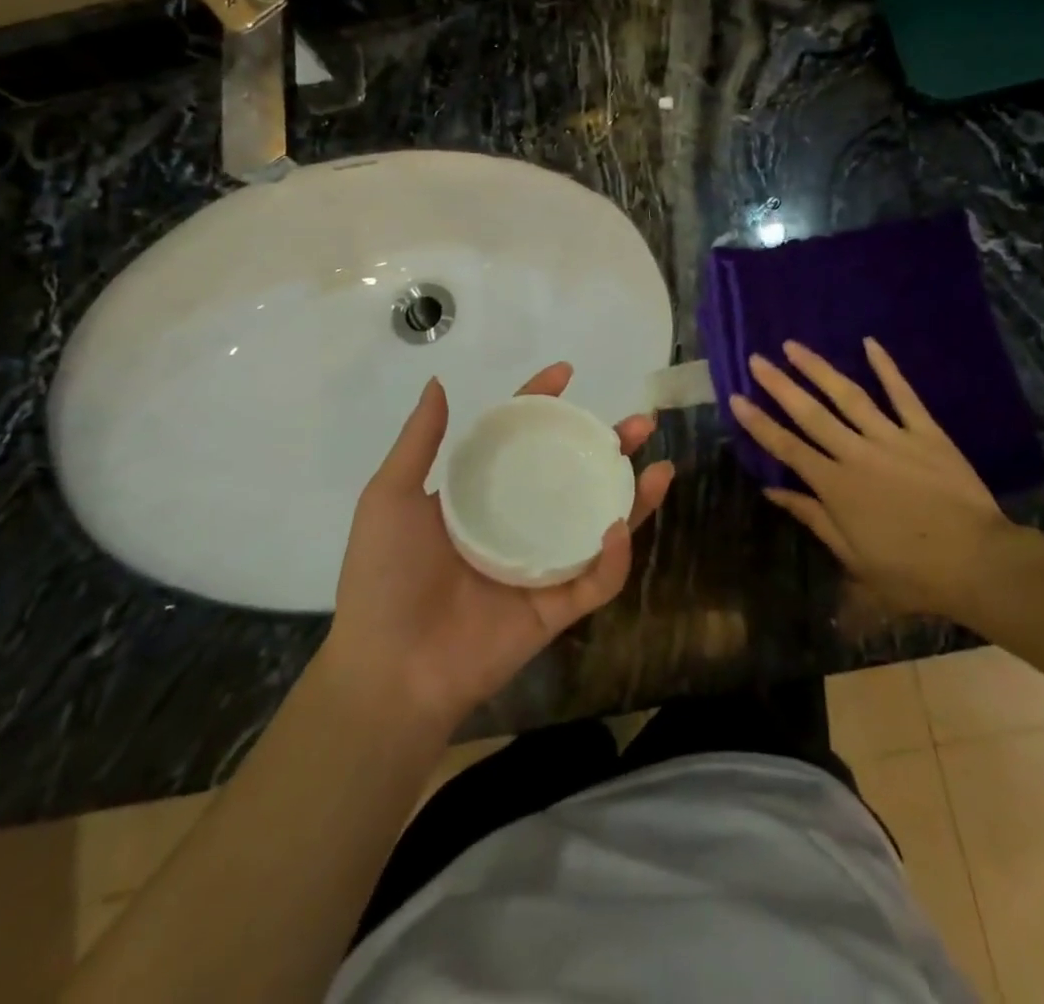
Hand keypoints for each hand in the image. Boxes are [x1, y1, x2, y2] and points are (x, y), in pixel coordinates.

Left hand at [323, 364, 672, 733]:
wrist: (388, 670)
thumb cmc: (384, 578)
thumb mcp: (390, 498)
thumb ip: (419, 442)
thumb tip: (439, 381)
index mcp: (482, 495)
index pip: (521, 439)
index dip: (543, 404)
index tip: (566, 373)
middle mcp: (519, 521)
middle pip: (574, 474)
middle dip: (610, 447)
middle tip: (639, 425)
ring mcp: (542, 564)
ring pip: (600, 522)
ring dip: (634, 497)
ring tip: (660, 468)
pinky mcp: (557, 607)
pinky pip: (596, 579)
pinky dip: (614, 557)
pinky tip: (616, 528)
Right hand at [729, 338, 1011, 617]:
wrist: (977, 563)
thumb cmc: (911, 572)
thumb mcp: (853, 558)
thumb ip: (813, 518)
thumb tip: (773, 491)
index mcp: (835, 486)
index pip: (787, 447)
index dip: (759, 422)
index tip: (737, 397)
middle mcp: (856, 453)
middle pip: (810, 413)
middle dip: (780, 385)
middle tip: (757, 359)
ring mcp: (892, 437)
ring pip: (848, 396)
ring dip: (818, 369)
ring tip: (794, 346)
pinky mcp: (926, 432)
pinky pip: (903, 394)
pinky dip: (887, 368)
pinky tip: (870, 343)